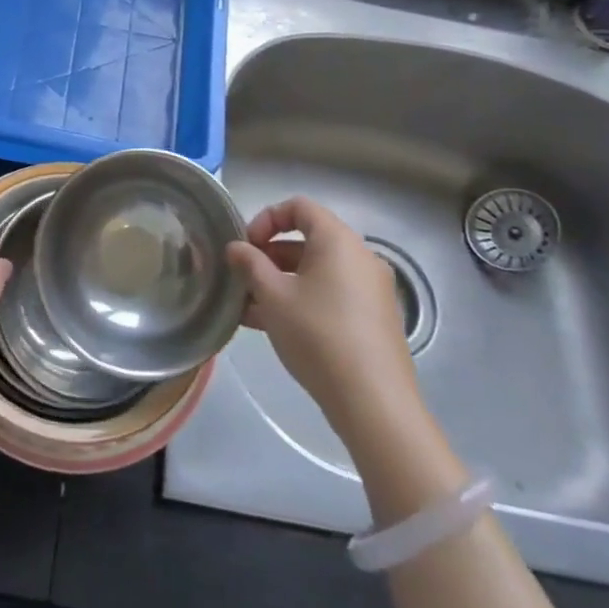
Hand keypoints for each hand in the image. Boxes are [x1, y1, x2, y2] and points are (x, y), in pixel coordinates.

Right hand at [225, 197, 421, 432]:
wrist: (373, 401)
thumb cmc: (317, 335)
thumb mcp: (273, 296)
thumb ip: (250, 265)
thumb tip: (235, 247)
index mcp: (338, 241)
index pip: (299, 207)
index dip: (266, 219)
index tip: (246, 246)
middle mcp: (359, 257)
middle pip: (308, 240)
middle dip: (269, 255)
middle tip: (242, 278)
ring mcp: (370, 289)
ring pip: (316, 272)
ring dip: (281, 281)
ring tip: (248, 307)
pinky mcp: (373, 319)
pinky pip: (331, 295)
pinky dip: (302, 299)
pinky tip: (273, 326)